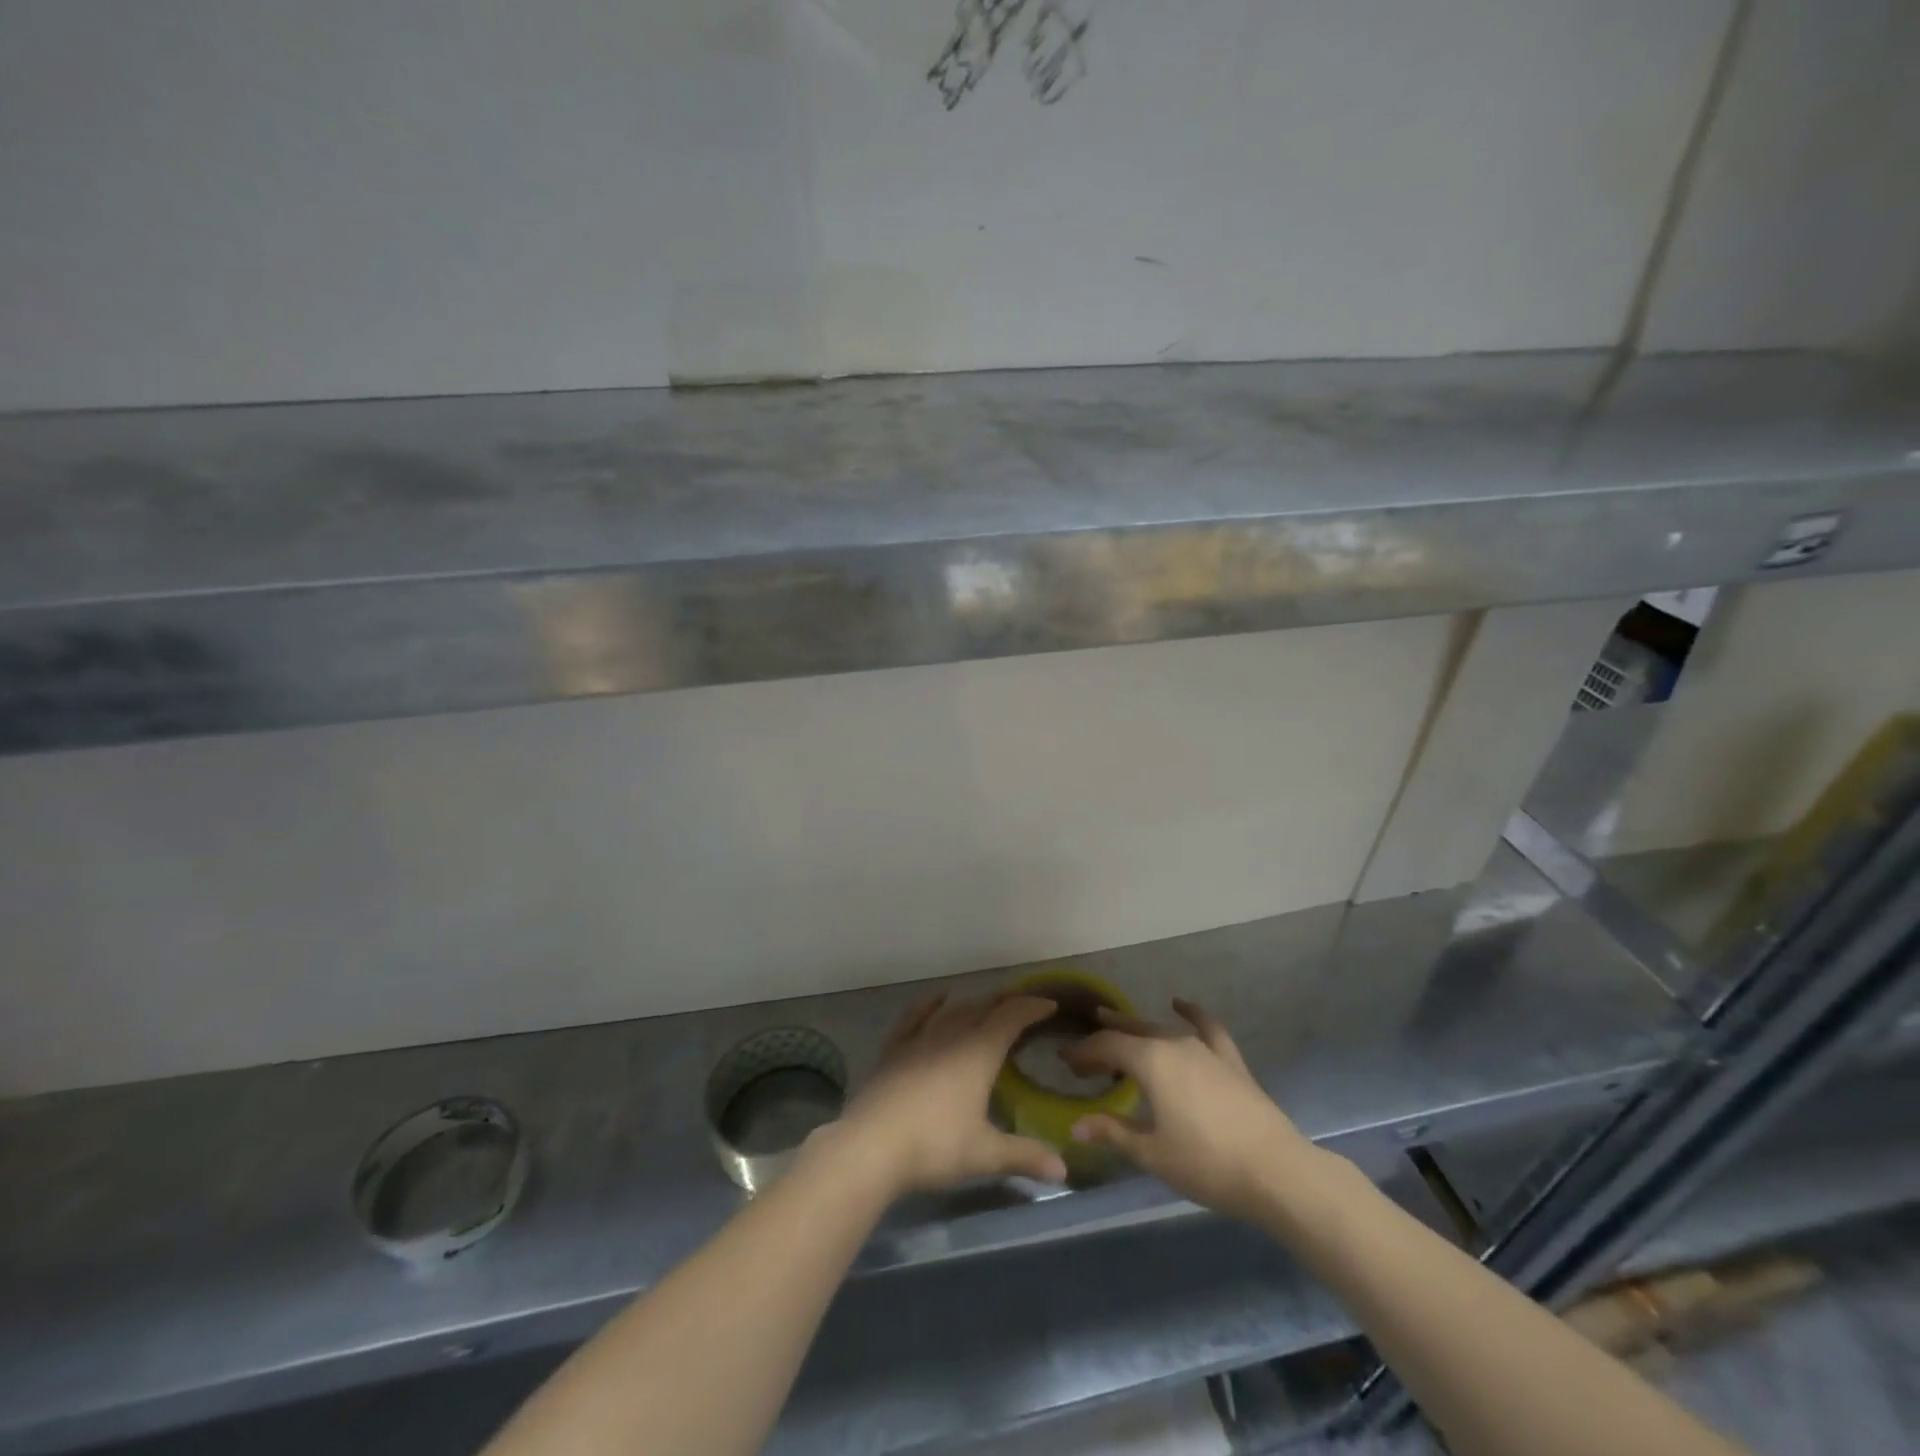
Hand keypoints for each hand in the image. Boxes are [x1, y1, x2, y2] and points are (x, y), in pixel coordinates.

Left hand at [835, 991, 1068, 1198]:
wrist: (871, 1145)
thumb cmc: (935, 1146)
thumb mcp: (985, 1154)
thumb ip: (1024, 1157)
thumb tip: (1064, 1171)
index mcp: (979, 1052)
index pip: (1011, 1017)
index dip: (1032, 1008)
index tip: (1050, 1005)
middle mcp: (952, 1035)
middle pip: (983, 1007)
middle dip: (1005, 1003)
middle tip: (1023, 1006)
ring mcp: (919, 1039)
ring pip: (952, 1010)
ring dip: (974, 1003)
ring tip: (987, 1004)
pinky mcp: (894, 1049)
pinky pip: (915, 1016)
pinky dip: (929, 1003)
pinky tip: (937, 997)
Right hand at [1063, 998, 1318, 1222]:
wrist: (1276, 1172)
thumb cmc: (1206, 1164)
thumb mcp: (1151, 1153)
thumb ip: (1113, 1132)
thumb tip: (1076, 1125)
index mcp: (1150, 1062)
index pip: (1107, 1047)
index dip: (1084, 1053)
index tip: (1066, 1063)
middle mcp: (1174, 1044)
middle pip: (1131, 1033)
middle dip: (1105, 1039)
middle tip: (1085, 1054)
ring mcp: (1205, 1049)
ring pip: (1161, 1029)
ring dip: (1136, 1028)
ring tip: (1117, 1027)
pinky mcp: (1230, 1060)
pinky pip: (1207, 1027)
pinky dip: (1192, 1013)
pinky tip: (1180, 1004)